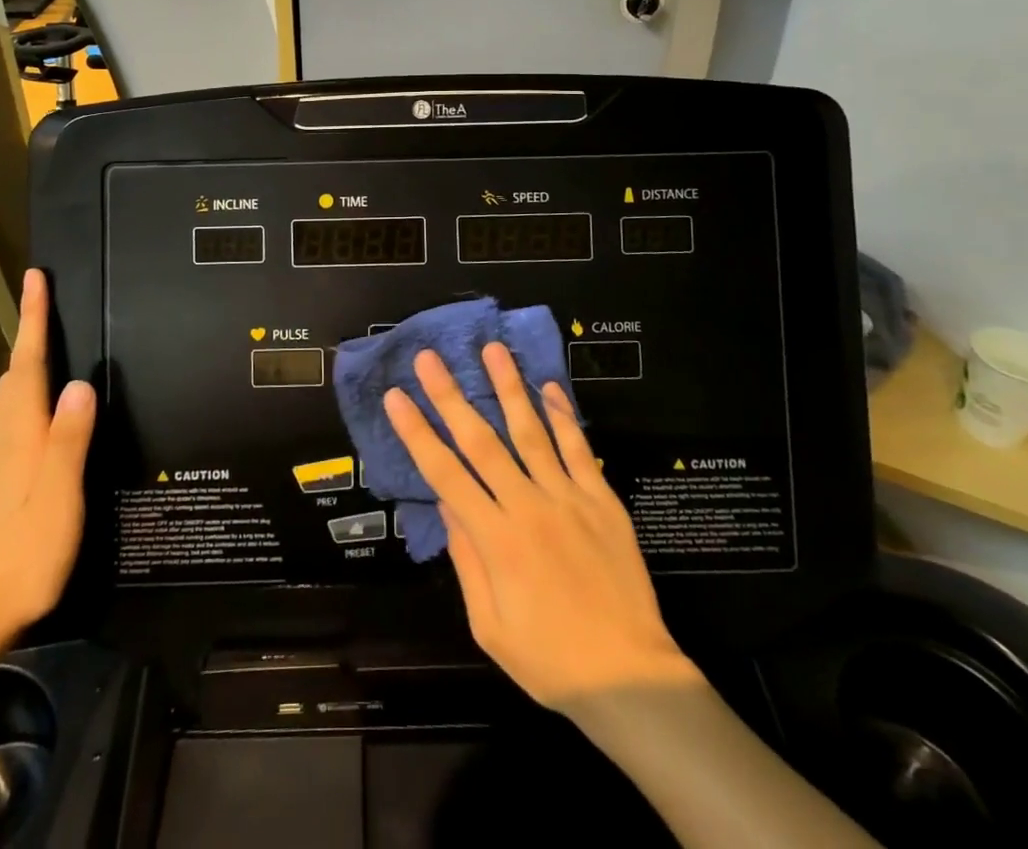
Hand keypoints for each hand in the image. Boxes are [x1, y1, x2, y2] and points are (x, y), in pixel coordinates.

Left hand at [0, 269, 94, 649]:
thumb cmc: (20, 556)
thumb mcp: (57, 497)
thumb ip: (68, 440)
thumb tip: (80, 381)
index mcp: (20, 437)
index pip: (29, 365)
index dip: (34, 320)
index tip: (35, 277)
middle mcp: (3, 442)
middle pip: (15, 376)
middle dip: (29, 334)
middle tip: (42, 299)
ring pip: (11, 399)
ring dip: (26, 363)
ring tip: (44, 343)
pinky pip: (13, 423)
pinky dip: (26, 397)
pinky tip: (39, 413)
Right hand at [386, 346, 700, 705]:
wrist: (630, 677)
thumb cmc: (550, 660)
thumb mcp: (490, 627)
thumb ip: (467, 560)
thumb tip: (446, 503)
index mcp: (496, 540)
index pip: (445, 474)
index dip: (417, 433)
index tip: (397, 397)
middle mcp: (528, 507)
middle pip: (481, 441)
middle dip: (451, 396)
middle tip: (429, 358)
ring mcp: (568, 498)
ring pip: (531, 432)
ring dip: (508, 387)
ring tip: (492, 349)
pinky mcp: (602, 499)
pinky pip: (579, 449)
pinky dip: (563, 416)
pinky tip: (550, 386)